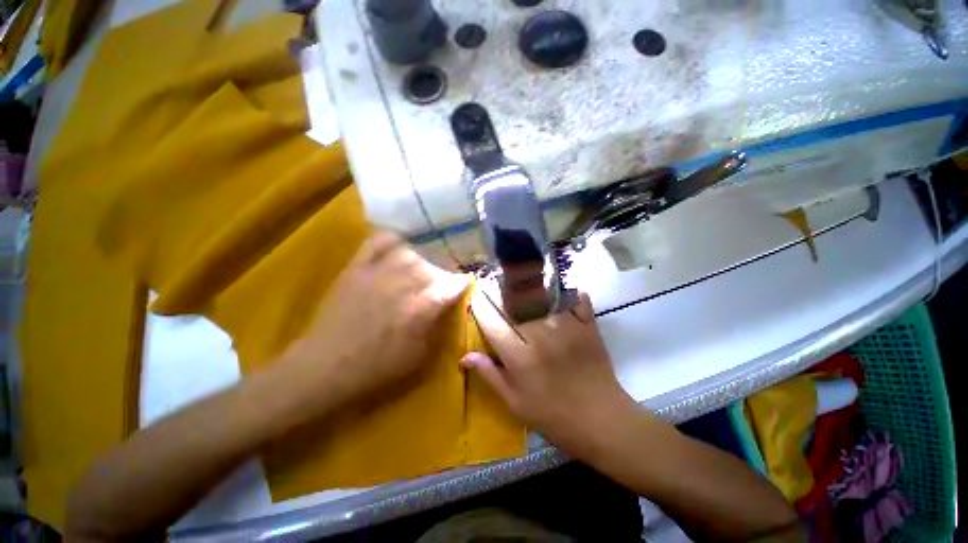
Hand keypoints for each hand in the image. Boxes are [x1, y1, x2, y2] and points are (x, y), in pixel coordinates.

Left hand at [281, 231, 469, 411]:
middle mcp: (404, 283)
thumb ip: (438, 326)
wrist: (327, 367)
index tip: (465, 284)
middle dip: (442, 275)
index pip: (453, 284)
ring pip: (410, 253)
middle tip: (439, 285)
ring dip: (421, 261)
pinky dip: (391, 241)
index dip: (462, 283)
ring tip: (420, 271)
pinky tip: (398, 248)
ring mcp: (379, 272)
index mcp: (422, 307)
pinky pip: (378, 243)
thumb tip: (449, 306)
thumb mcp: (420, 356)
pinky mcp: (357, 268)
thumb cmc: (378, 368)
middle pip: (433, 267)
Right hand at [462, 288, 636, 454]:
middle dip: (500, 289)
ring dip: (528, 283)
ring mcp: (566, 328)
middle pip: (515, 302)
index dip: (481, 306)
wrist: (602, 422)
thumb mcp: (515, 403)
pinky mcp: (588, 326)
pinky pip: (576, 299)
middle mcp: (540, 336)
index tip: (476, 297)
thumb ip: (490, 374)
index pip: (492, 322)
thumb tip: (465, 356)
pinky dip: (568, 290)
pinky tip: (560, 287)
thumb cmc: (554, 417)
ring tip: (520, 275)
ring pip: (543, 295)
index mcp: (519, 357)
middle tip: (494, 281)